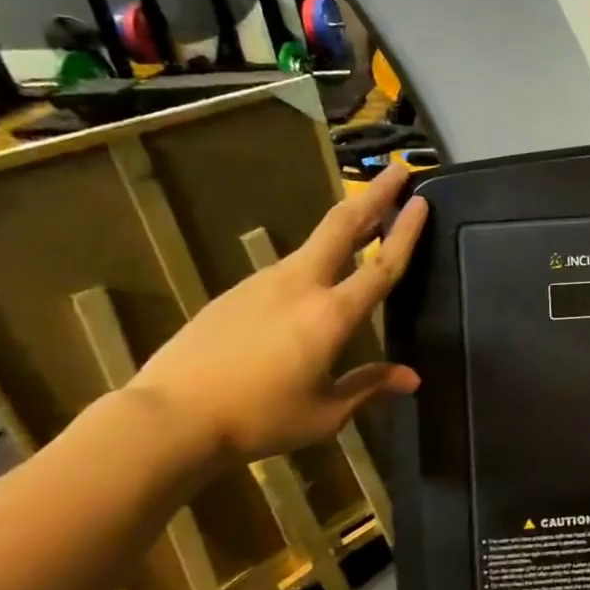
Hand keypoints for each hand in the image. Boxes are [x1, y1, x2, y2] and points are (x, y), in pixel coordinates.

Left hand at [130, 162, 427, 464]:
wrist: (167, 418)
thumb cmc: (257, 418)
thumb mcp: (324, 413)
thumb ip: (369, 387)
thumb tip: (411, 378)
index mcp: (331, 314)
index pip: (382, 265)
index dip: (406, 232)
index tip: (422, 200)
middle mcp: (301, 285)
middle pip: (344, 226)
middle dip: (375, 195)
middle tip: (397, 170)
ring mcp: (264, 283)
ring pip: (315, 242)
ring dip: (347, 223)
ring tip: (368, 219)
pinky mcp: (236, 292)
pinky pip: (289, 267)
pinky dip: (317, 257)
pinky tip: (317, 276)